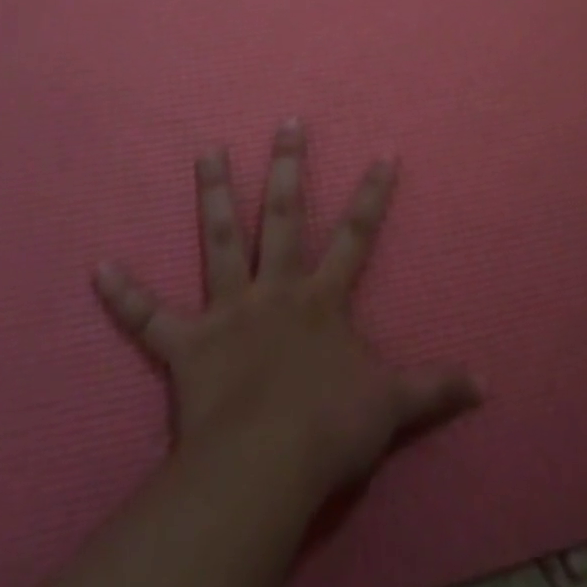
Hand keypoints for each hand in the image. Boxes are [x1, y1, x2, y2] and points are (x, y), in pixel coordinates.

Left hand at [93, 120, 479, 504]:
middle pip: (283, 216)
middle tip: (286, 120)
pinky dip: (122, 295)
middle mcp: (275, 290)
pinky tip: (98, 266)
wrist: (265, 466)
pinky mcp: (186, 346)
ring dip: (212, 193)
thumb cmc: (329, 428)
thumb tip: (489, 382)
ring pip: (219, 239)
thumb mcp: (393, 406)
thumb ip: (437, 388)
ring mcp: (228, 311)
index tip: (385, 148)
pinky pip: (148, 318)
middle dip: (287, 166)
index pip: (356, 233)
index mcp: (321, 299)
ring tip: (205, 149)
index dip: (373, 191)